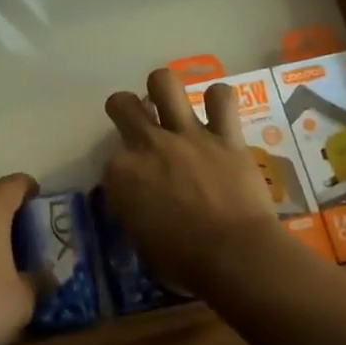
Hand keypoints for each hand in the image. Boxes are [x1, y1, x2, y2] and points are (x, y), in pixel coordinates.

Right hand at [103, 68, 278, 292]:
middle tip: (139, 123)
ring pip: (164, 82)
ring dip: (163, 89)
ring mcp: (186, 134)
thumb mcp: (141, 242)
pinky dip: (218, 101)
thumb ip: (134, 211)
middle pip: (122, 104)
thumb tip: (140, 205)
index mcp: (121, 174)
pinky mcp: (224, 135)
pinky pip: (221, 98)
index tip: (134, 186)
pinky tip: (217, 111)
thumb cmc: (183, 262)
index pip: (110, 158)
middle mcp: (148, 144)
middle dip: (125, 109)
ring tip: (170, 102)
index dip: (122, 170)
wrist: (235, 257)